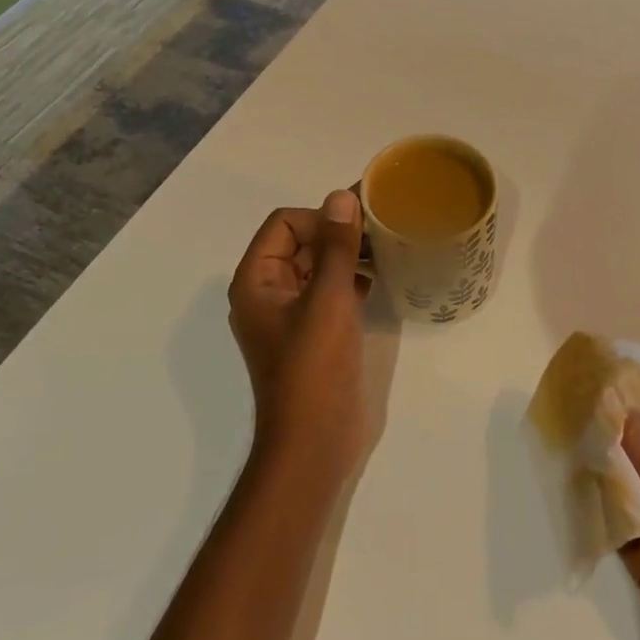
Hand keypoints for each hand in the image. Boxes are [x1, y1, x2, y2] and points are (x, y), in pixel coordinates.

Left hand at [228, 191, 368, 481]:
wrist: (314, 443)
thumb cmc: (314, 368)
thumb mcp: (328, 300)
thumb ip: (336, 246)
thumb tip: (341, 196)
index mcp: (256, 280)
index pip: (284, 223)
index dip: (320, 218)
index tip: (358, 230)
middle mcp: (266, 292)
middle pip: (299, 241)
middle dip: (336, 234)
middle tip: (380, 232)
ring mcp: (288, 315)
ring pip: (315, 266)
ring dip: (345, 256)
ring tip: (383, 253)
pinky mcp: (310, 334)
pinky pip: (326, 292)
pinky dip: (348, 281)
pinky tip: (374, 283)